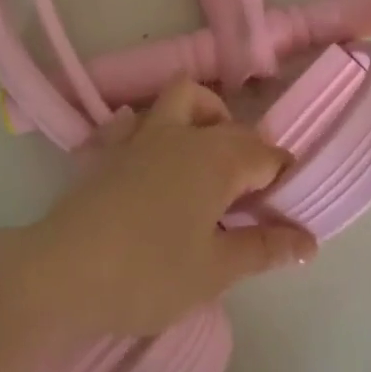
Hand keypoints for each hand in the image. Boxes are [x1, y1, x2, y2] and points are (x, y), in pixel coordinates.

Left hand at [20, 80, 315, 339]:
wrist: (62, 272)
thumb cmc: (149, 272)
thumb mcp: (216, 269)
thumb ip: (264, 248)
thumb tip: (309, 241)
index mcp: (216, 158)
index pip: (266, 155)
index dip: (283, 178)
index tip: (285, 210)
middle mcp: (182, 134)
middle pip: (230, 125)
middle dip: (249, 150)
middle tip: (250, 196)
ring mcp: (141, 137)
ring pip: (181, 99)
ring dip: (203, 117)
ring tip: (208, 161)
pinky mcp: (108, 150)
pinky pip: (135, 121)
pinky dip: (152, 129)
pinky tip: (151, 159)